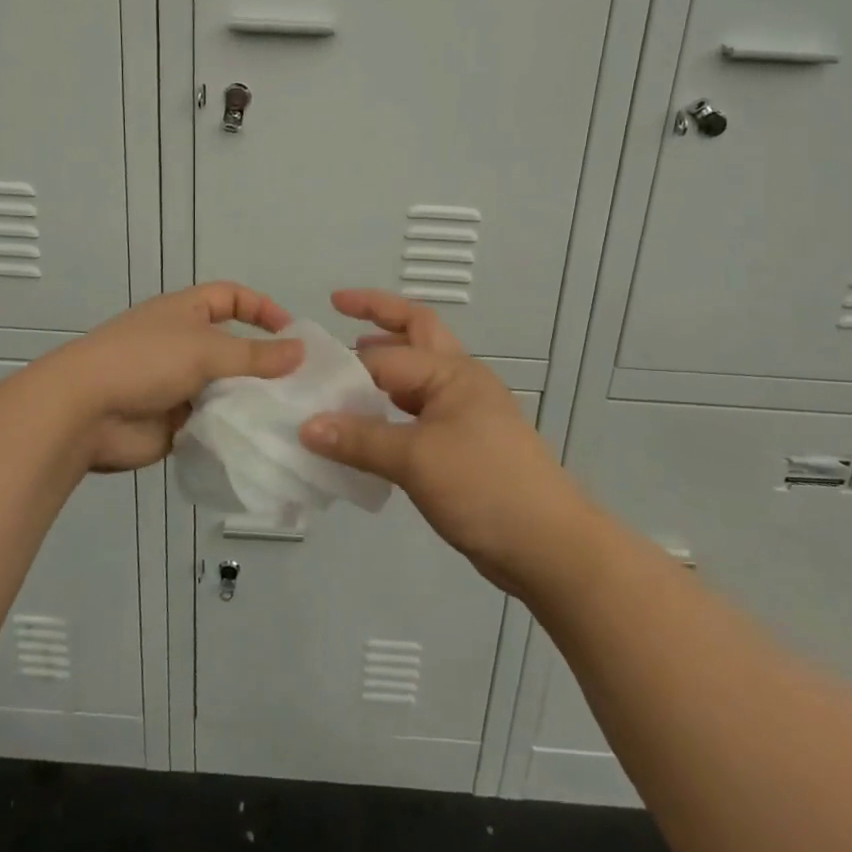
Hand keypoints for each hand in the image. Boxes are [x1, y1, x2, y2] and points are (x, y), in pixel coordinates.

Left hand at [40, 282, 302, 472]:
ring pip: (224, 388)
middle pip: (232, 346)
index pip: (231, 297)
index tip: (293, 333)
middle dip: (263, 362)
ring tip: (288, 415)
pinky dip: (231, 427)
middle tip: (301, 384)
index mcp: (185, 312)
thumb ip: (256, 354)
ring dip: (249, 399)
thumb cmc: (145, 362)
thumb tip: (301, 350)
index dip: (262, 308)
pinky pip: (211, 421)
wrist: (84, 412)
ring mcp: (176, 384)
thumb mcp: (206, 350)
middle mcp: (182, 344)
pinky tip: (259, 438)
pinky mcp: (173, 422)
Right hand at [299, 289, 590, 595]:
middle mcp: (460, 380)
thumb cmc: (484, 487)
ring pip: (418, 372)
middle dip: (379, 314)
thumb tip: (306, 426)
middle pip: (416, 331)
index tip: (303, 373)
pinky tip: (370, 425)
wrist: (548, 546)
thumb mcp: (416, 460)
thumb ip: (359, 440)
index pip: (386, 357)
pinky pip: (420, 410)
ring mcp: (466, 412)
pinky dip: (392, 406)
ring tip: (347, 366)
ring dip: (386, 361)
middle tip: (339, 305)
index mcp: (452, 372)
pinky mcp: (465, 444)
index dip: (344, 365)